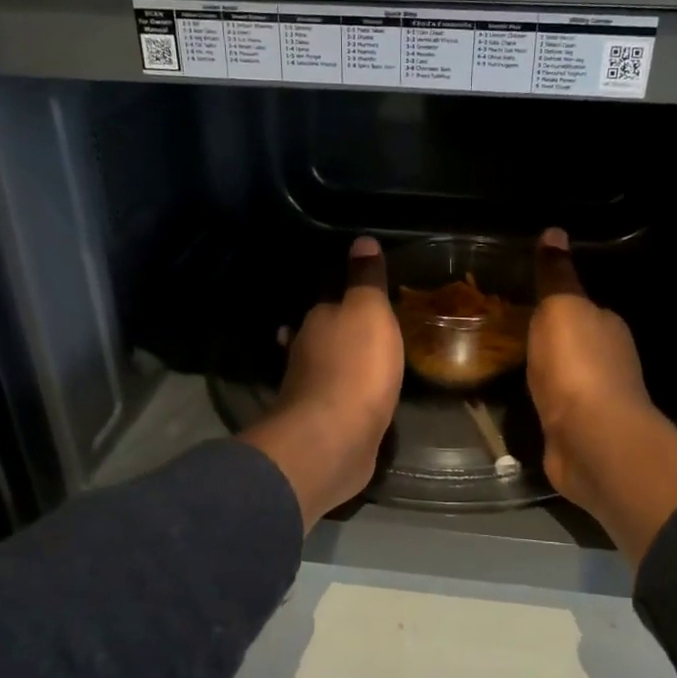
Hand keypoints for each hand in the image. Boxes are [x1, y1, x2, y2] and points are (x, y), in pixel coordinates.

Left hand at [239, 236, 404, 530]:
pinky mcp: (320, 424)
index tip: (367, 301)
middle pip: (325, 337)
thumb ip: (365, 279)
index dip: (348, 301)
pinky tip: (363, 401)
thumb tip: (362, 239)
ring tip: (370, 365)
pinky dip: (347, 397)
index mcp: (317, 321)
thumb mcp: (369, 311)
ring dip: (341, 366)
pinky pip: (337, 401)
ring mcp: (310, 391)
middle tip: (371, 333)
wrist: (335, 437)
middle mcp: (305, 352)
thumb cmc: (356, 366)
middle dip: (341, 334)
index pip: (330, 302)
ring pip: (327, 369)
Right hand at [528, 229, 676, 560]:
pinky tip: (522, 402)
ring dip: (545, 372)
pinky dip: (542, 402)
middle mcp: (608, 360)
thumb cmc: (576, 365)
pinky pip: (555, 407)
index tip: (525, 301)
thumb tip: (554, 232)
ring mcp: (594, 401)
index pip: (582, 307)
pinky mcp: (577, 432)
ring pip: (564, 377)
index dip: (557, 303)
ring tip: (507, 365)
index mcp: (607, 326)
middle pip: (574, 342)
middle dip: (548, 339)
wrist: (590, 438)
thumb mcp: (561, 307)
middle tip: (507, 331)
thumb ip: (556, 276)